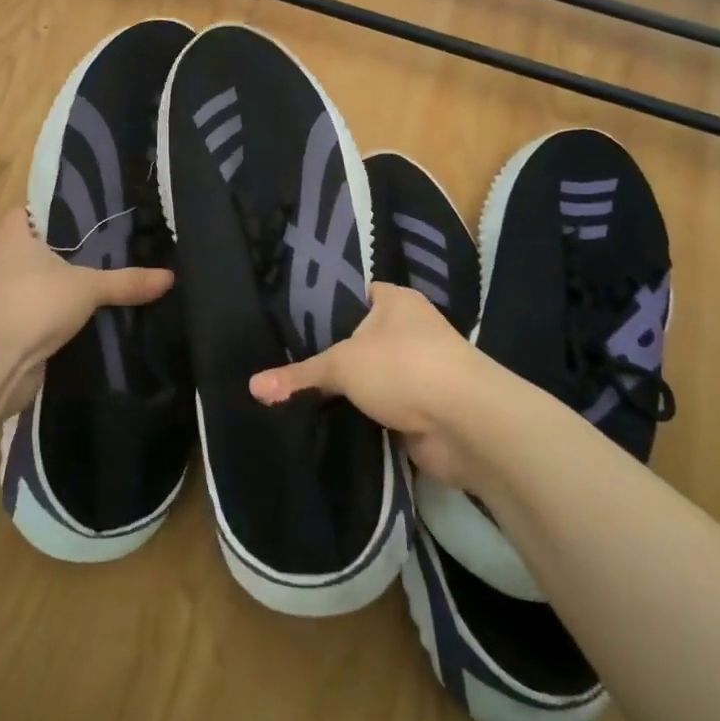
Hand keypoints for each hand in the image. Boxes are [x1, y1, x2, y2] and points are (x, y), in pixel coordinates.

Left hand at [0, 207, 172, 417]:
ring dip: (55, 285)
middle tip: (103, 250)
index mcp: (11, 234)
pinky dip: (49, 313)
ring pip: (32, 280)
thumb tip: (170, 277)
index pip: (31, 210)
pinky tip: (80, 317)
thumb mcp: (89, 287)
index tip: (88, 218)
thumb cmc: (35, 302)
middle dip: (62, 251)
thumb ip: (127, 281)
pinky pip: (30, 310)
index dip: (57, 212)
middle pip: (33, 246)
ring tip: (97, 283)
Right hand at [249, 283, 494, 486]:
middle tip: (284, 365)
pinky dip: (363, 419)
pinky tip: (327, 425)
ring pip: (371, 379)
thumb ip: (300, 375)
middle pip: (359, 340)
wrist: (466, 423)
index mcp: (394, 300)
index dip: (322, 309)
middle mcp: (409, 329)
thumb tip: (252, 386)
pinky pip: (382, 411)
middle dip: (330, 357)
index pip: (351, 295)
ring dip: (348, 393)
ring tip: (297, 397)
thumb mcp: (343, 364)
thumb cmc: (404, 367)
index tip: (287, 326)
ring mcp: (419, 370)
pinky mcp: (423, 410)